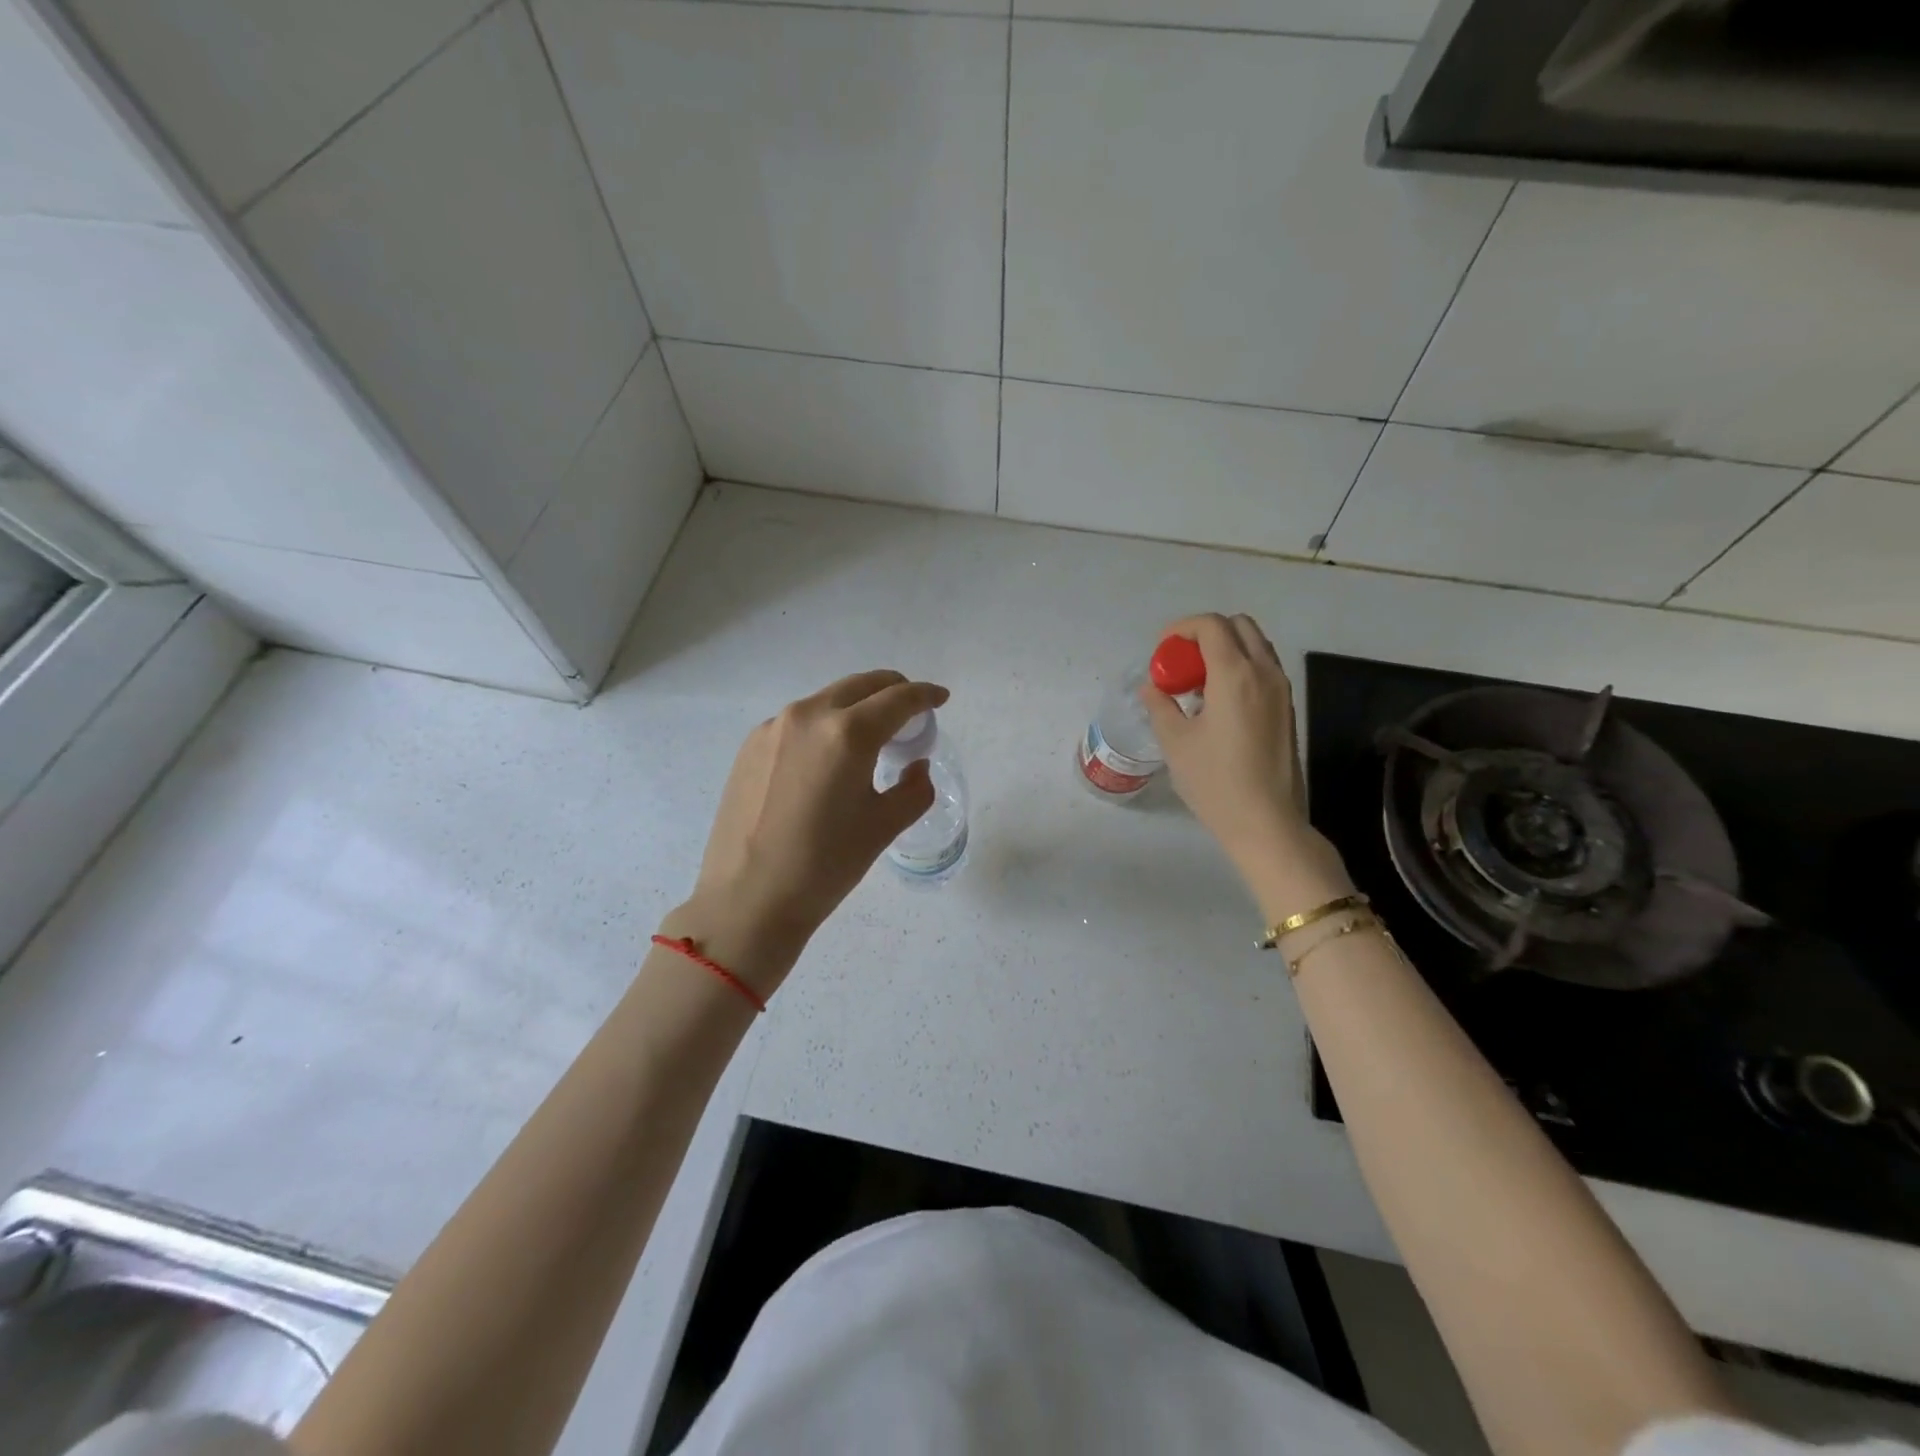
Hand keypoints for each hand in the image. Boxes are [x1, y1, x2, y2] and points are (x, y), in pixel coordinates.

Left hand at [667, 670, 948, 994]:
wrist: (747, 899)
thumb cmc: (825, 865)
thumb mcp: (884, 827)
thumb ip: (914, 789)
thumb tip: (915, 766)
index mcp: (847, 733)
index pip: (898, 698)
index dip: (926, 695)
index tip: (941, 698)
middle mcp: (808, 716)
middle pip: (861, 685)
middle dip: (893, 690)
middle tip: (911, 713)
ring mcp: (773, 728)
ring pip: (828, 700)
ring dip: (857, 707)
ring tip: (870, 739)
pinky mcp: (750, 746)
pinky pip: (800, 722)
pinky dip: (825, 726)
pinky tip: (828, 760)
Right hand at [1140, 614, 1352, 917]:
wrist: (1266, 822)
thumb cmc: (1215, 781)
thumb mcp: (1175, 742)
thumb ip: (1160, 705)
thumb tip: (1152, 687)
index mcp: (1235, 675)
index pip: (1211, 626)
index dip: (1182, 628)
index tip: (1162, 649)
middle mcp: (1264, 673)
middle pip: (1239, 626)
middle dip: (1206, 634)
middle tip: (1180, 662)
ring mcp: (1281, 690)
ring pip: (1255, 646)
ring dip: (1225, 650)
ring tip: (1197, 683)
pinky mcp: (1286, 709)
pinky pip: (1263, 669)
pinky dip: (1239, 668)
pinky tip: (1217, 702)